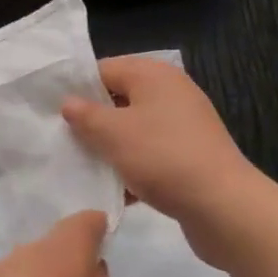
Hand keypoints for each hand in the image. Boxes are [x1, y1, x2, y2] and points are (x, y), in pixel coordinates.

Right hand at [61, 56, 256, 267]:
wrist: (224, 207)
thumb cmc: (163, 157)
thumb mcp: (113, 134)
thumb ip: (85, 115)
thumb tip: (69, 102)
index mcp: (153, 74)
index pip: (104, 69)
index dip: (77, 89)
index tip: (53, 112)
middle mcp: (171, 92)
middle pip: (119, 99)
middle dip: (93, 120)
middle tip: (64, 140)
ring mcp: (184, 124)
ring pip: (135, 129)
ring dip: (112, 147)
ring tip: (84, 167)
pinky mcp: (191, 155)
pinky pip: (152, 153)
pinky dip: (134, 166)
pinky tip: (116, 190)